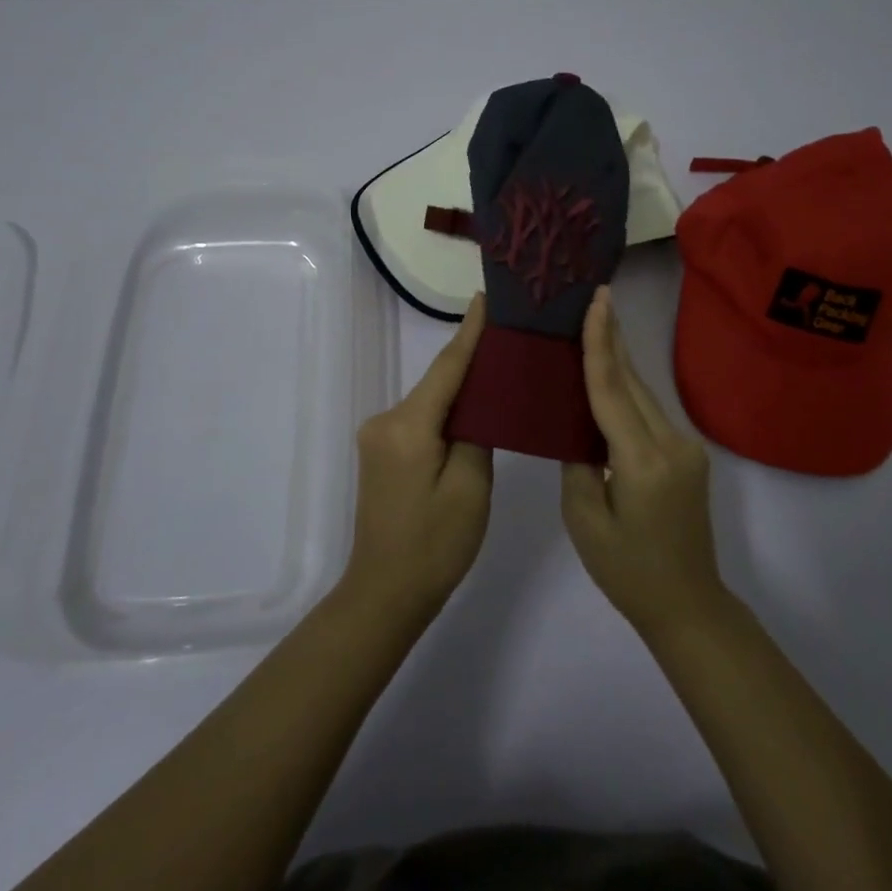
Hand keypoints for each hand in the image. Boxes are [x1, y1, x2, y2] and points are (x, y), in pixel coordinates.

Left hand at [343, 294, 494, 621]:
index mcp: (408, 425)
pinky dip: (447, 412)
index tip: (487, 297)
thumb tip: (480, 401)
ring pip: (430, 401)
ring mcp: (379, 436)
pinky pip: (421, 419)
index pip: (447, 367)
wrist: (385, 593)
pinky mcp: (381, 452)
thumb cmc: (435, 545)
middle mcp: (386, 420)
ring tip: (502, 370)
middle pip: (438, 382)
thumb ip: (477, 433)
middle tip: (512, 337)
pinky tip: (474, 410)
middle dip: (472, 359)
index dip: (470, 332)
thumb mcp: (470, 487)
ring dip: (461, 388)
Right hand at [560, 286, 724, 636]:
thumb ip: (578, 463)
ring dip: (619, 360)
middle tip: (593, 297)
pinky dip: (627, 389)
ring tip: (597, 323)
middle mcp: (671, 444)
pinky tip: (610, 374)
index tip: (597, 302)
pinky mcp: (688, 455)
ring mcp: (686, 448)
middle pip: (633, 382)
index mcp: (642, 461)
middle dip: (612, 338)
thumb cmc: (627, 571)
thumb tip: (576, 426)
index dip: (600, 343)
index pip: (613, 390)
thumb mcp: (586, 520)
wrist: (688, 604)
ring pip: (644, 394)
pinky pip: (650, 412)